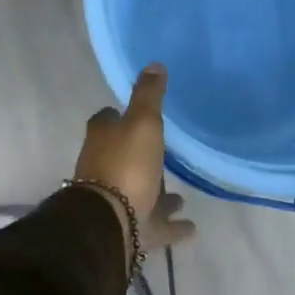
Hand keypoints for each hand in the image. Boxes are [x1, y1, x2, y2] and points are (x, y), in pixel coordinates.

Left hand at [73, 64, 195, 261]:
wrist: (109, 224)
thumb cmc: (126, 164)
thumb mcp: (142, 121)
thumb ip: (149, 95)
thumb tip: (153, 64)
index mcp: (102, 137)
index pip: (107, 119)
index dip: (119, 115)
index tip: (138, 113)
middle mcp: (103, 167)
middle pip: (122, 155)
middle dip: (140, 155)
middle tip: (165, 153)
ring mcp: (115, 202)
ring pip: (140, 192)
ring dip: (158, 193)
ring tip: (181, 196)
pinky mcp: (129, 230)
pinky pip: (154, 225)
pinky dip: (171, 226)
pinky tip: (191, 228)